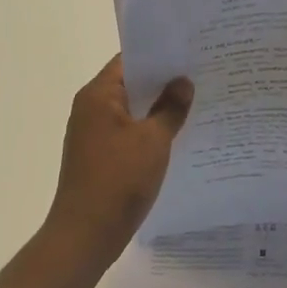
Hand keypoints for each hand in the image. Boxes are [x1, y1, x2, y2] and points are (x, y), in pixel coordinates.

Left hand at [46, 55, 192, 262]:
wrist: (85, 235)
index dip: (159, 55)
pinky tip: (177, 134)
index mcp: (98, 95)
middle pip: (131, 84)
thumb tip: (183, 82)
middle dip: (163, 81)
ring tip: (195, 101)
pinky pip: (128, 132)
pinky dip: (149, 129)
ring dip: (158, 107)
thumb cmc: (118, 179)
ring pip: (131, 110)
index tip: (190, 52)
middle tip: (201, 75)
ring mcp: (93, 134)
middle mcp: (91, 108)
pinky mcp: (99, 156)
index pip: (130, 60)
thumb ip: (170, 107)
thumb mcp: (153, 140)